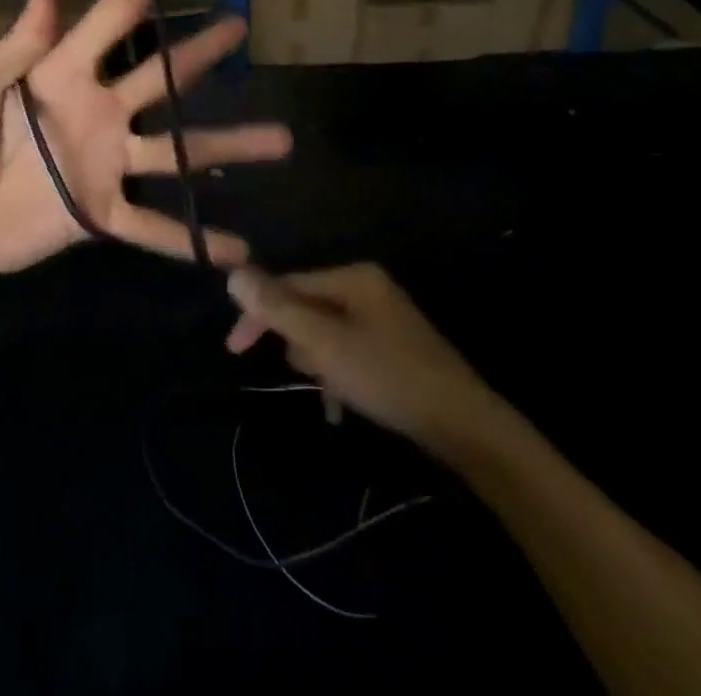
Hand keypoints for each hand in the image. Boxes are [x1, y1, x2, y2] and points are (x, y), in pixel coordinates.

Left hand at [0, 0, 291, 297]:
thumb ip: (19, 42)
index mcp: (62, 72)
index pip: (112, 19)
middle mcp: (97, 110)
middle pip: (160, 75)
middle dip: (200, 50)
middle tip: (240, 26)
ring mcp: (105, 163)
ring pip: (176, 152)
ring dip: (227, 145)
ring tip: (280, 139)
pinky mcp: (100, 213)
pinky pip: (153, 225)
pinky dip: (192, 239)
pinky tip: (238, 250)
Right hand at [224, 263, 509, 458]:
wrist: (466, 426)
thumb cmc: (389, 376)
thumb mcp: (326, 344)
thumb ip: (278, 309)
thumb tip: (234, 274)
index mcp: (353, 277)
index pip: (289, 283)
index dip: (259, 312)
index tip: (235, 348)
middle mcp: (367, 288)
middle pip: (308, 306)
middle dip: (296, 341)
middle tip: (297, 373)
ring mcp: (383, 318)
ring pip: (326, 333)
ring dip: (317, 361)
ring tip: (327, 392)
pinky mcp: (394, 347)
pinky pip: (348, 352)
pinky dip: (338, 374)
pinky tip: (338, 406)